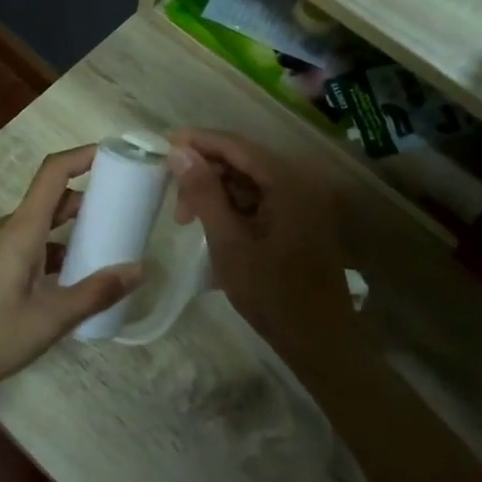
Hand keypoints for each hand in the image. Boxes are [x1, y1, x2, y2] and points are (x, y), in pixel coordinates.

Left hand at [0, 146, 141, 395]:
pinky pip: (26, 245)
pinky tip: (69, 280)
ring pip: (38, 226)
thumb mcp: (48, 319)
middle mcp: (6, 229)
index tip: (116, 157)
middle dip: (88, 200)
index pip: (53, 173)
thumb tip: (139, 270)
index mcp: (21, 230)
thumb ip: (95, 293)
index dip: (83, 156)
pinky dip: (52, 250)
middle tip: (124, 212)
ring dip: (70, 230)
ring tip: (105, 248)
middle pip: (50, 199)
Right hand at [165, 129, 350, 345]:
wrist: (318, 340)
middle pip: (244, 160)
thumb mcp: (228, 241)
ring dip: (218, 192)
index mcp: (288, 182)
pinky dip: (234, 207)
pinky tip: (214, 226)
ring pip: (250, 181)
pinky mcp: (301, 219)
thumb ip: (204, 192)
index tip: (163, 146)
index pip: (237, 145)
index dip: (199, 142)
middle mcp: (301, 182)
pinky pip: (262, 199)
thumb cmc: (270, 292)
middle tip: (176, 202)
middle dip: (206, 173)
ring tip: (189, 220)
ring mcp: (304, 202)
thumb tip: (179, 152)